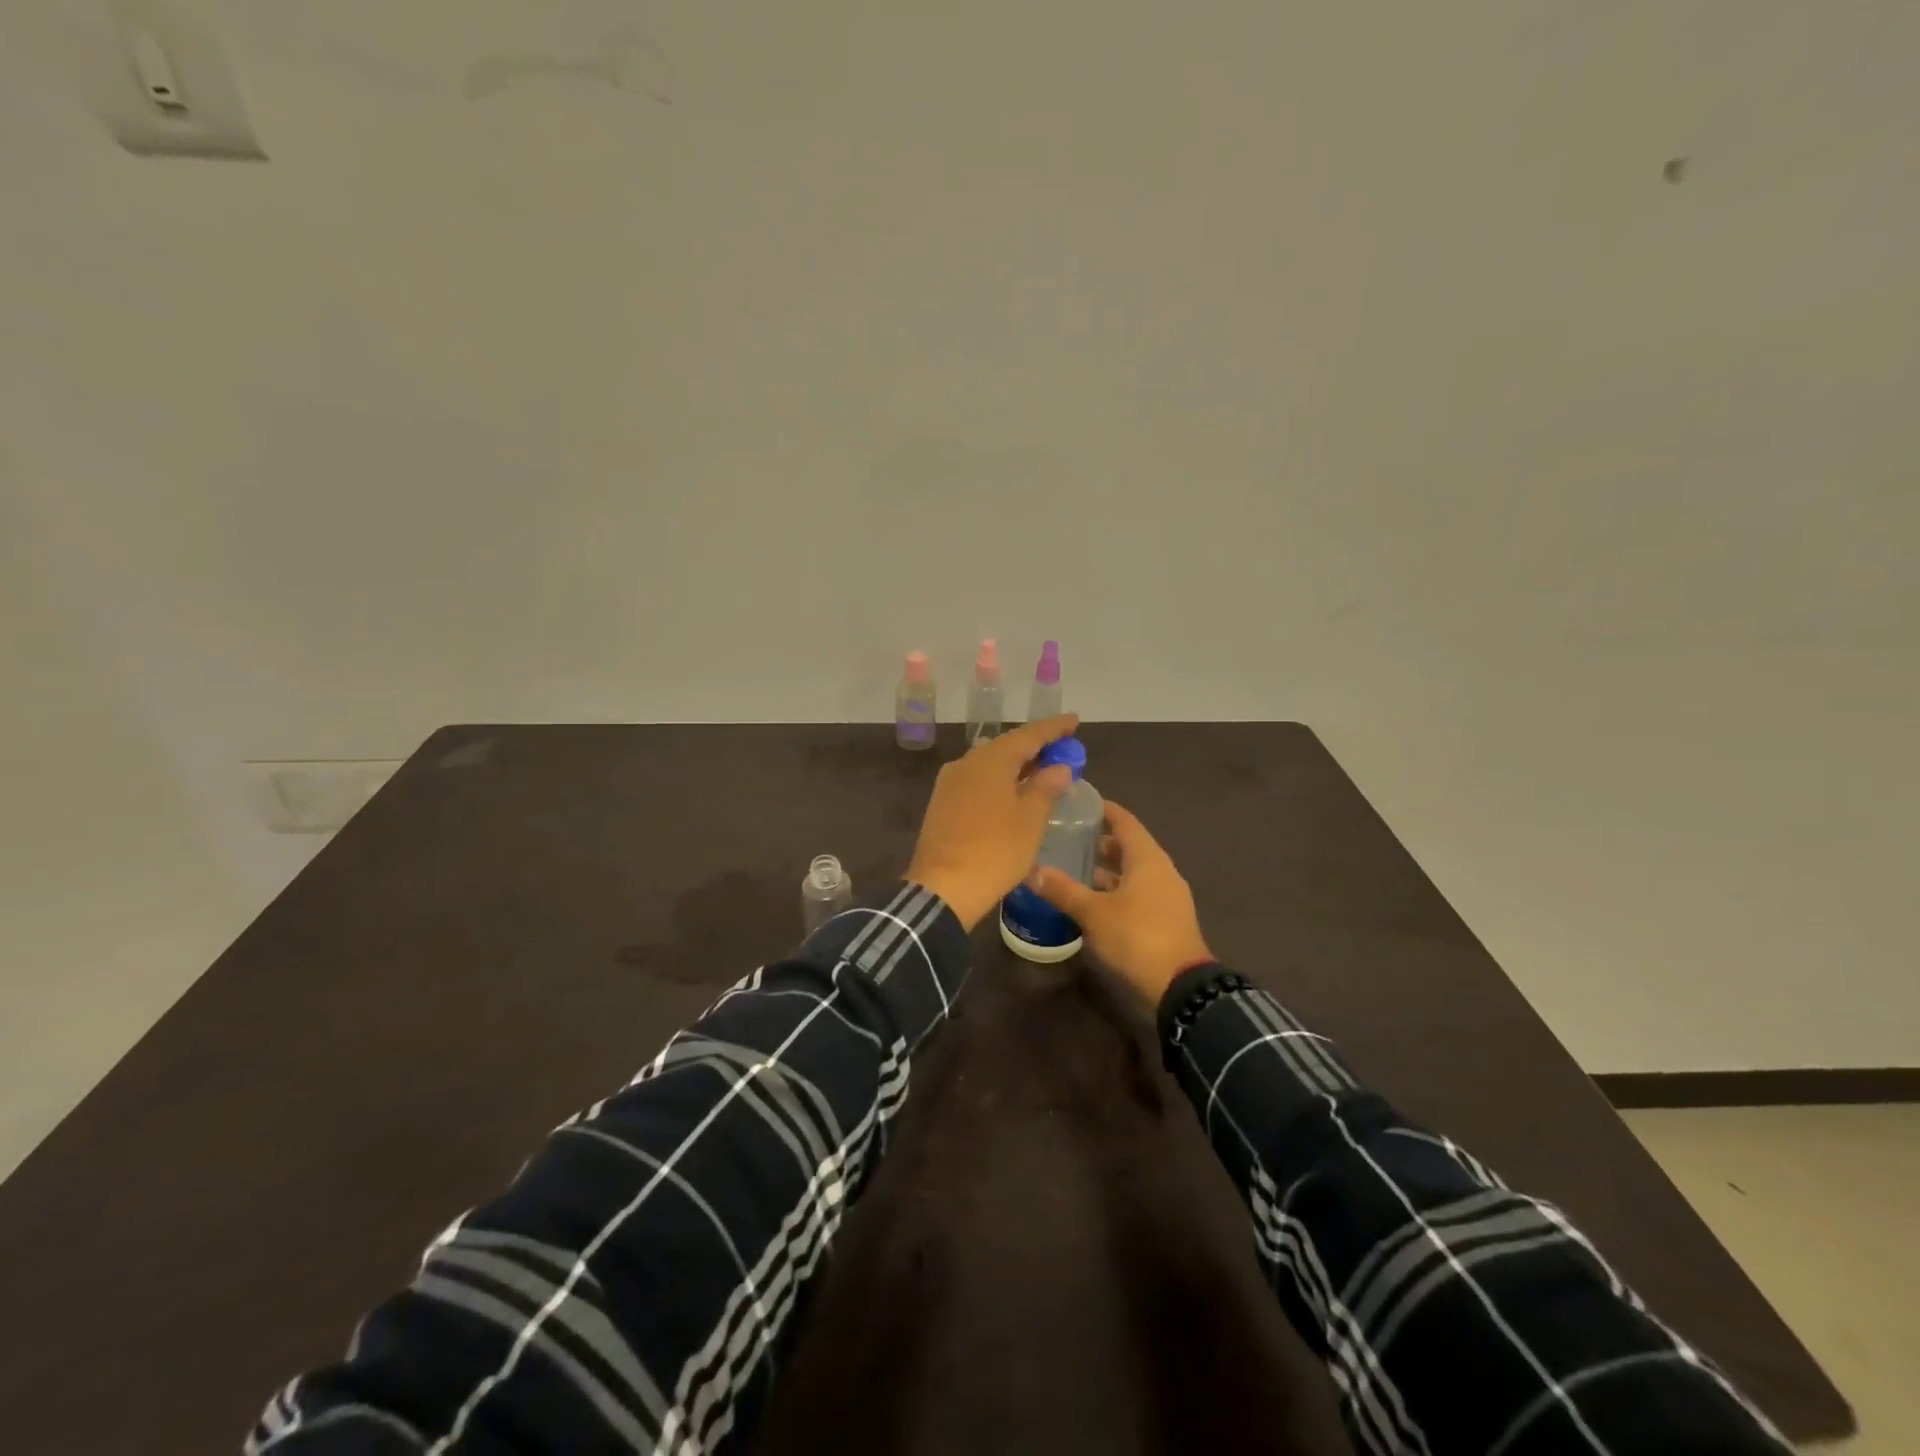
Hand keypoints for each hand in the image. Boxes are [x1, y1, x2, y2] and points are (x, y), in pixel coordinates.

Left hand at [906, 713, 1080, 929]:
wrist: (943, 888)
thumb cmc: (995, 851)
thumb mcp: (1030, 820)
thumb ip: (1046, 788)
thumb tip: (1058, 767)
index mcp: (990, 760)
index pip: (1028, 735)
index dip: (1054, 728)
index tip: (1074, 720)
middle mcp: (966, 762)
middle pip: (1006, 747)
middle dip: (1035, 747)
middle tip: (1061, 749)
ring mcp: (950, 783)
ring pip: (989, 764)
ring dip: (1016, 765)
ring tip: (1040, 771)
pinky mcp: (942, 803)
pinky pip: (977, 781)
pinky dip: (999, 781)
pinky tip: (1012, 793)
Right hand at [1029, 800, 1212, 1003]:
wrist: (1181, 985)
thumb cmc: (1137, 936)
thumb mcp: (1093, 912)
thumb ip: (1062, 890)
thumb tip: (1030, 871)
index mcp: (1147, 858)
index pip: (1124, 821)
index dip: (1103, 809)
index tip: (1079, 802)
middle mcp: (1160, 870)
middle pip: (1128, 846)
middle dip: (1099, 841)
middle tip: (1067, 836)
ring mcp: (1166, 896)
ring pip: (1132, 872)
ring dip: (1106, 870)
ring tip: (1073, 868)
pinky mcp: (1165, 919)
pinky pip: (1137, 893)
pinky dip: (1115, 890)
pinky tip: (1091, 901)